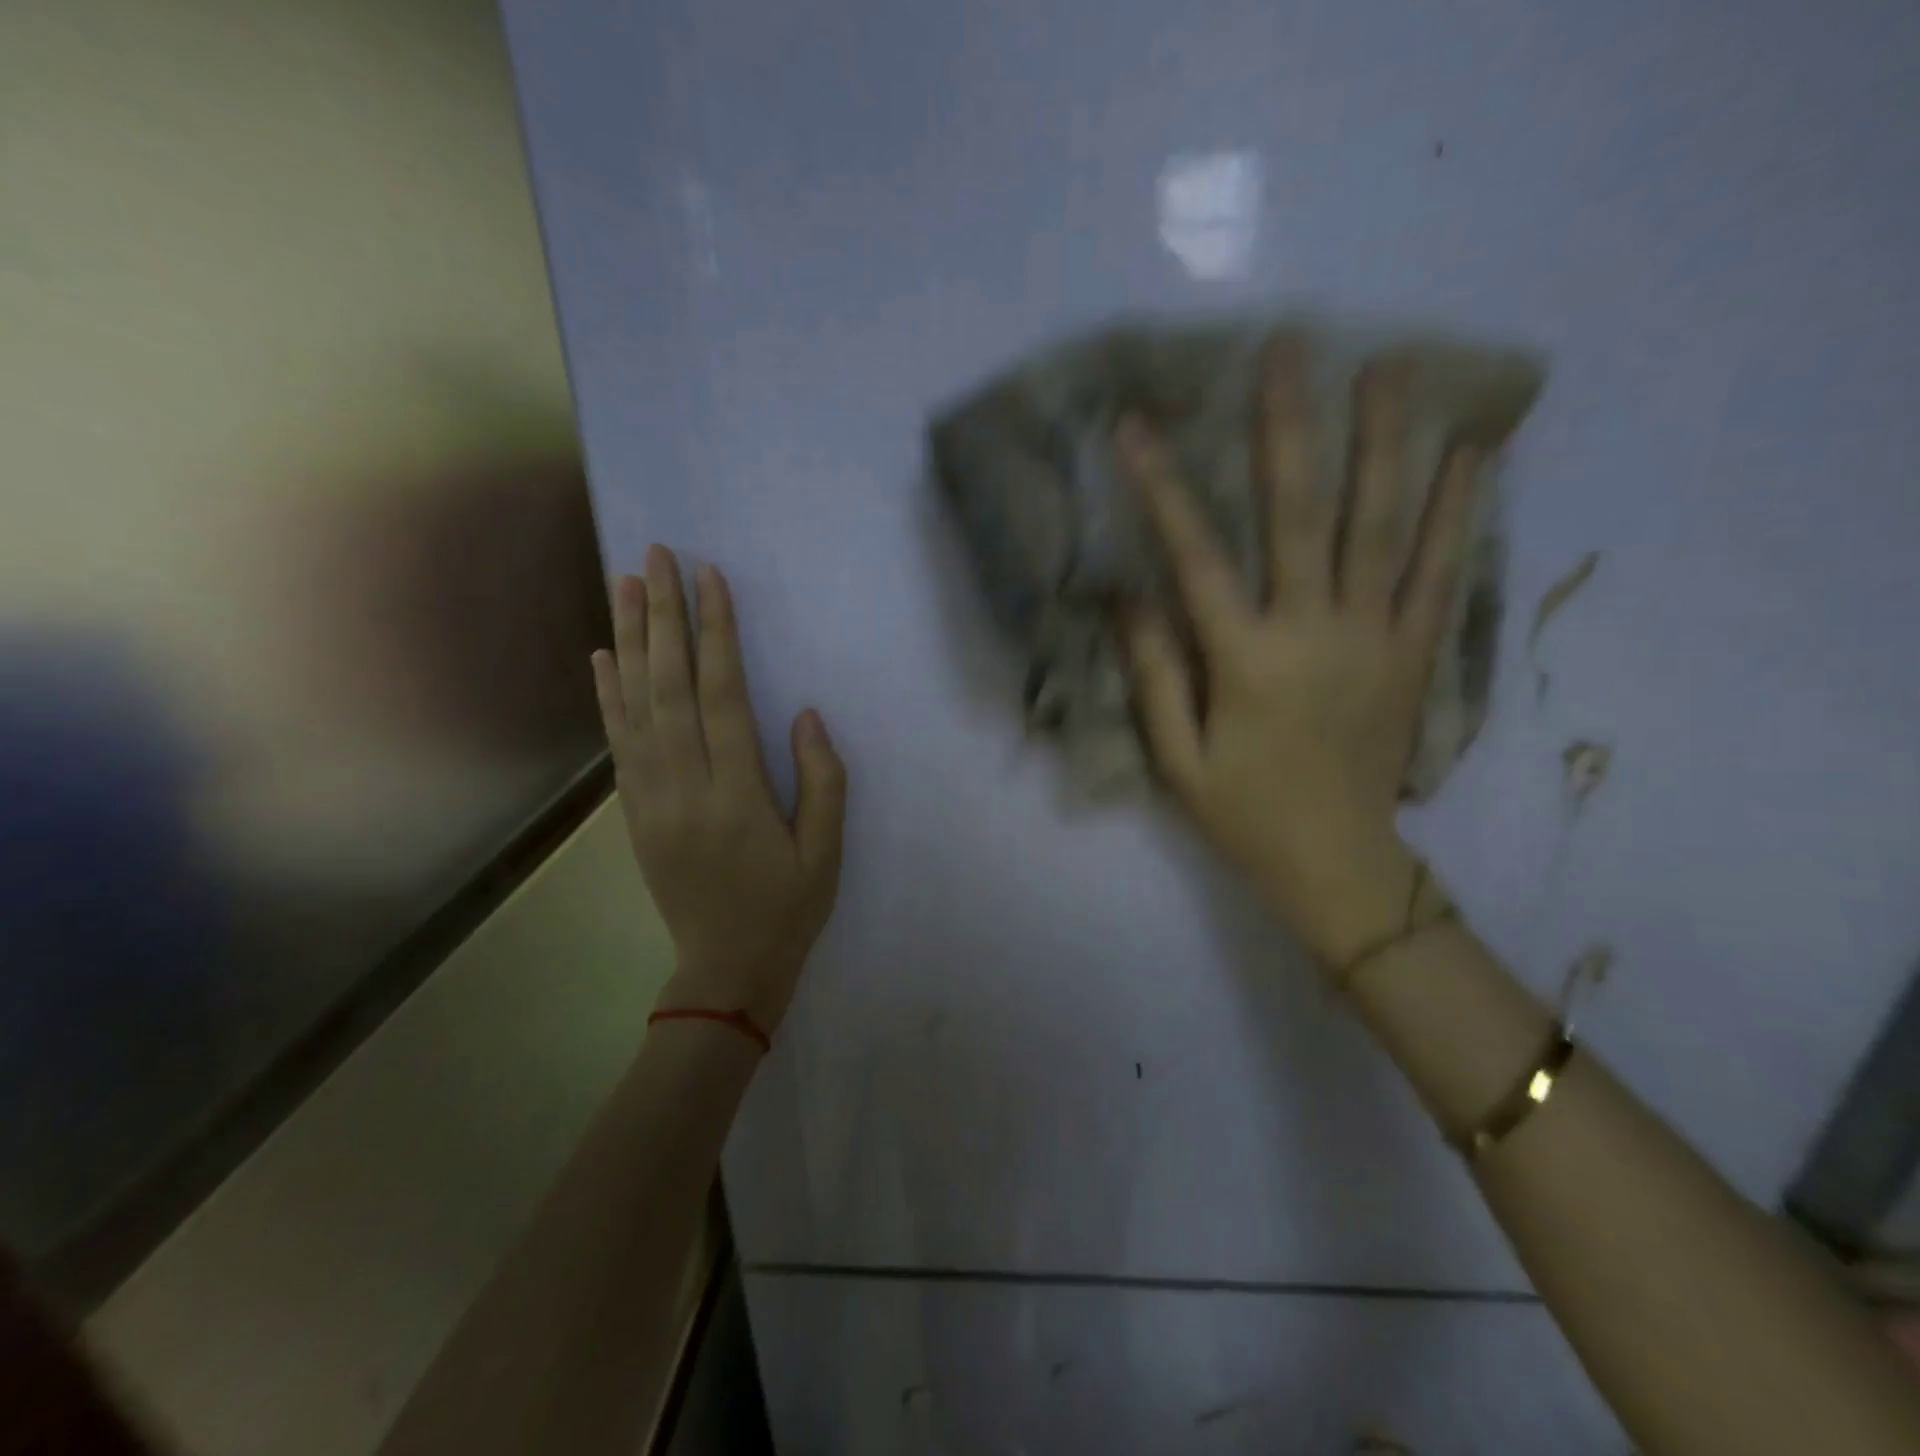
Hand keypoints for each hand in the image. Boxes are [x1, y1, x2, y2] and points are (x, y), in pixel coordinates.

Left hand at [592, 545, 845, 1035]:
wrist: (726, 970)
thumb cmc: (788, 908)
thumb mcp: (826, 852)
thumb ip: (822, 781)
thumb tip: (805, 715)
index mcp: (738, 796)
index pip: (723, 697)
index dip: (717, 634)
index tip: (711, 579)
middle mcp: (685, 787)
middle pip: (669, 687)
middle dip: (663, 616)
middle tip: (657, 556)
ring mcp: (651, 800)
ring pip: (635, 706)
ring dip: (629, 640)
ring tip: (623, 582)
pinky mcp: (634, 812)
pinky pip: (618, 744)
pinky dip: (607, 696)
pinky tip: (603, 655)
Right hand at [1120, 343, 1478, 965]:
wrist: (1339, 863)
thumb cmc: (1243, 813)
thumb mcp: (1176, 757)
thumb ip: (1154, 671)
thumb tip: (1123, 592)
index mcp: (1247, 661)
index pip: (1196, 557)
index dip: (1164, 487)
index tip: (1137, 425)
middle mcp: (1316, 633)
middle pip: (1303, 516)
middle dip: (1290, 428)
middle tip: (1290, 346)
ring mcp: (1377, 638)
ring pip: (1384, 527)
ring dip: (1386, 443)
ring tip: (1391, 366)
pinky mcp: (1416, 652)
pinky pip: (1441, 571)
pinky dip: (1457, 510)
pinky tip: (1471, 451)